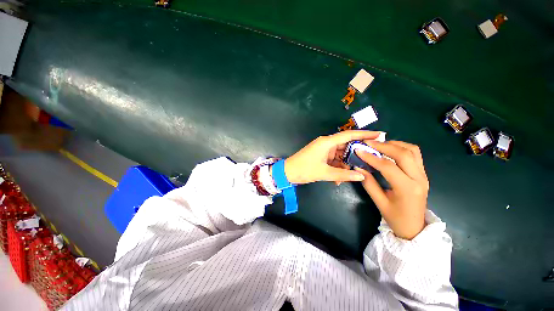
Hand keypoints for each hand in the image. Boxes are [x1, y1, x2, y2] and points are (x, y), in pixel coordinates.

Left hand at [283, 130, 381, 184]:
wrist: (288, 172)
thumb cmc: (304, 170)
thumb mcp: (324, 173)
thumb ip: (343, 175)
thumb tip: (361, 176)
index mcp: (327, 142)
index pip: (349, 135)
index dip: (364, 134)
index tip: (379, 134)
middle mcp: (326, 143)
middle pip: (346, 145)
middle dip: (356, 154)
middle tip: (370, 160)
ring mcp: (323, 149)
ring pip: (340, 154)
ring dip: (345, 165)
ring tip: (353, 174)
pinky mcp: (321, 155)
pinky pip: (334, 160)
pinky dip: (337, 168)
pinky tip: (339, 179)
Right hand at [355, 141, 428, 239]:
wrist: (414, 228)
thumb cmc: (396, 218)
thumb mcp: (379, 202)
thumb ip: (368, 183)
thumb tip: (358, 167)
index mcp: (407, 189)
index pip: (388, 166)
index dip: (371, 157)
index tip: (358, 150)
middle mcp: (419, 178)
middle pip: (403, 154)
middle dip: (384, 145)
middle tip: (368, 143)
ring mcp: (423, 175)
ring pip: (412, 150)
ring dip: (395, 144)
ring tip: (378, 145)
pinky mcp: (423, 174)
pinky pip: (415, 154)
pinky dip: (402, 148)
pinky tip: (390, 150)